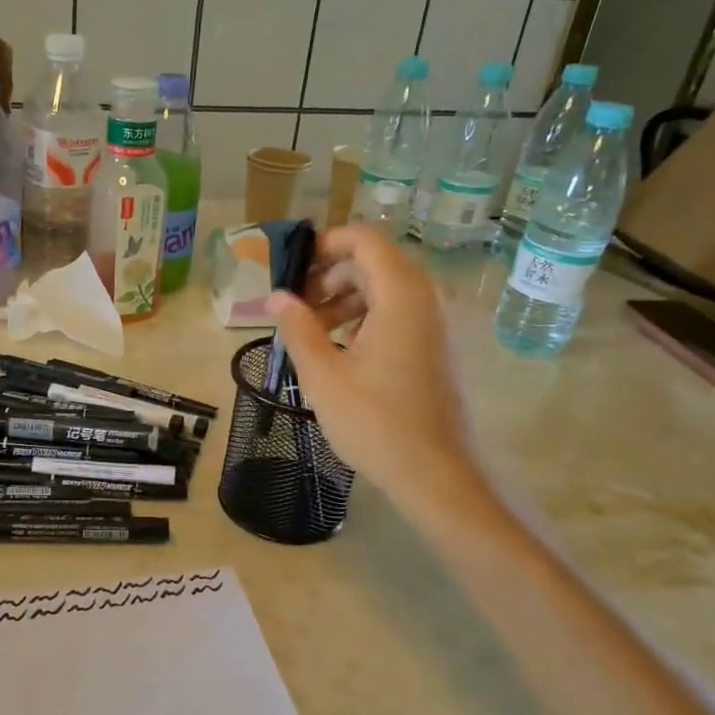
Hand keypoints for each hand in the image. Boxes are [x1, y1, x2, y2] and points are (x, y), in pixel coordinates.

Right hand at [266, 225, 486, 503]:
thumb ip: (298, 328)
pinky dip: (365, 320)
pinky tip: (341, 353)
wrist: (437, 475)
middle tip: (295, 308)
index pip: (364, 239)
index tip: (291, 270)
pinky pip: (398, 315)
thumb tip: (276, 296)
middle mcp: (426, 299)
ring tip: (311, 335)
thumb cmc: (375, 423)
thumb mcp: (323, 375)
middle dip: (329, 277)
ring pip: (385, 291)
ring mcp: (436, 324)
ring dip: (344, 301)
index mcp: (401, 295)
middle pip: (374, 263)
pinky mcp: (438, 348)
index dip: (325, 244)